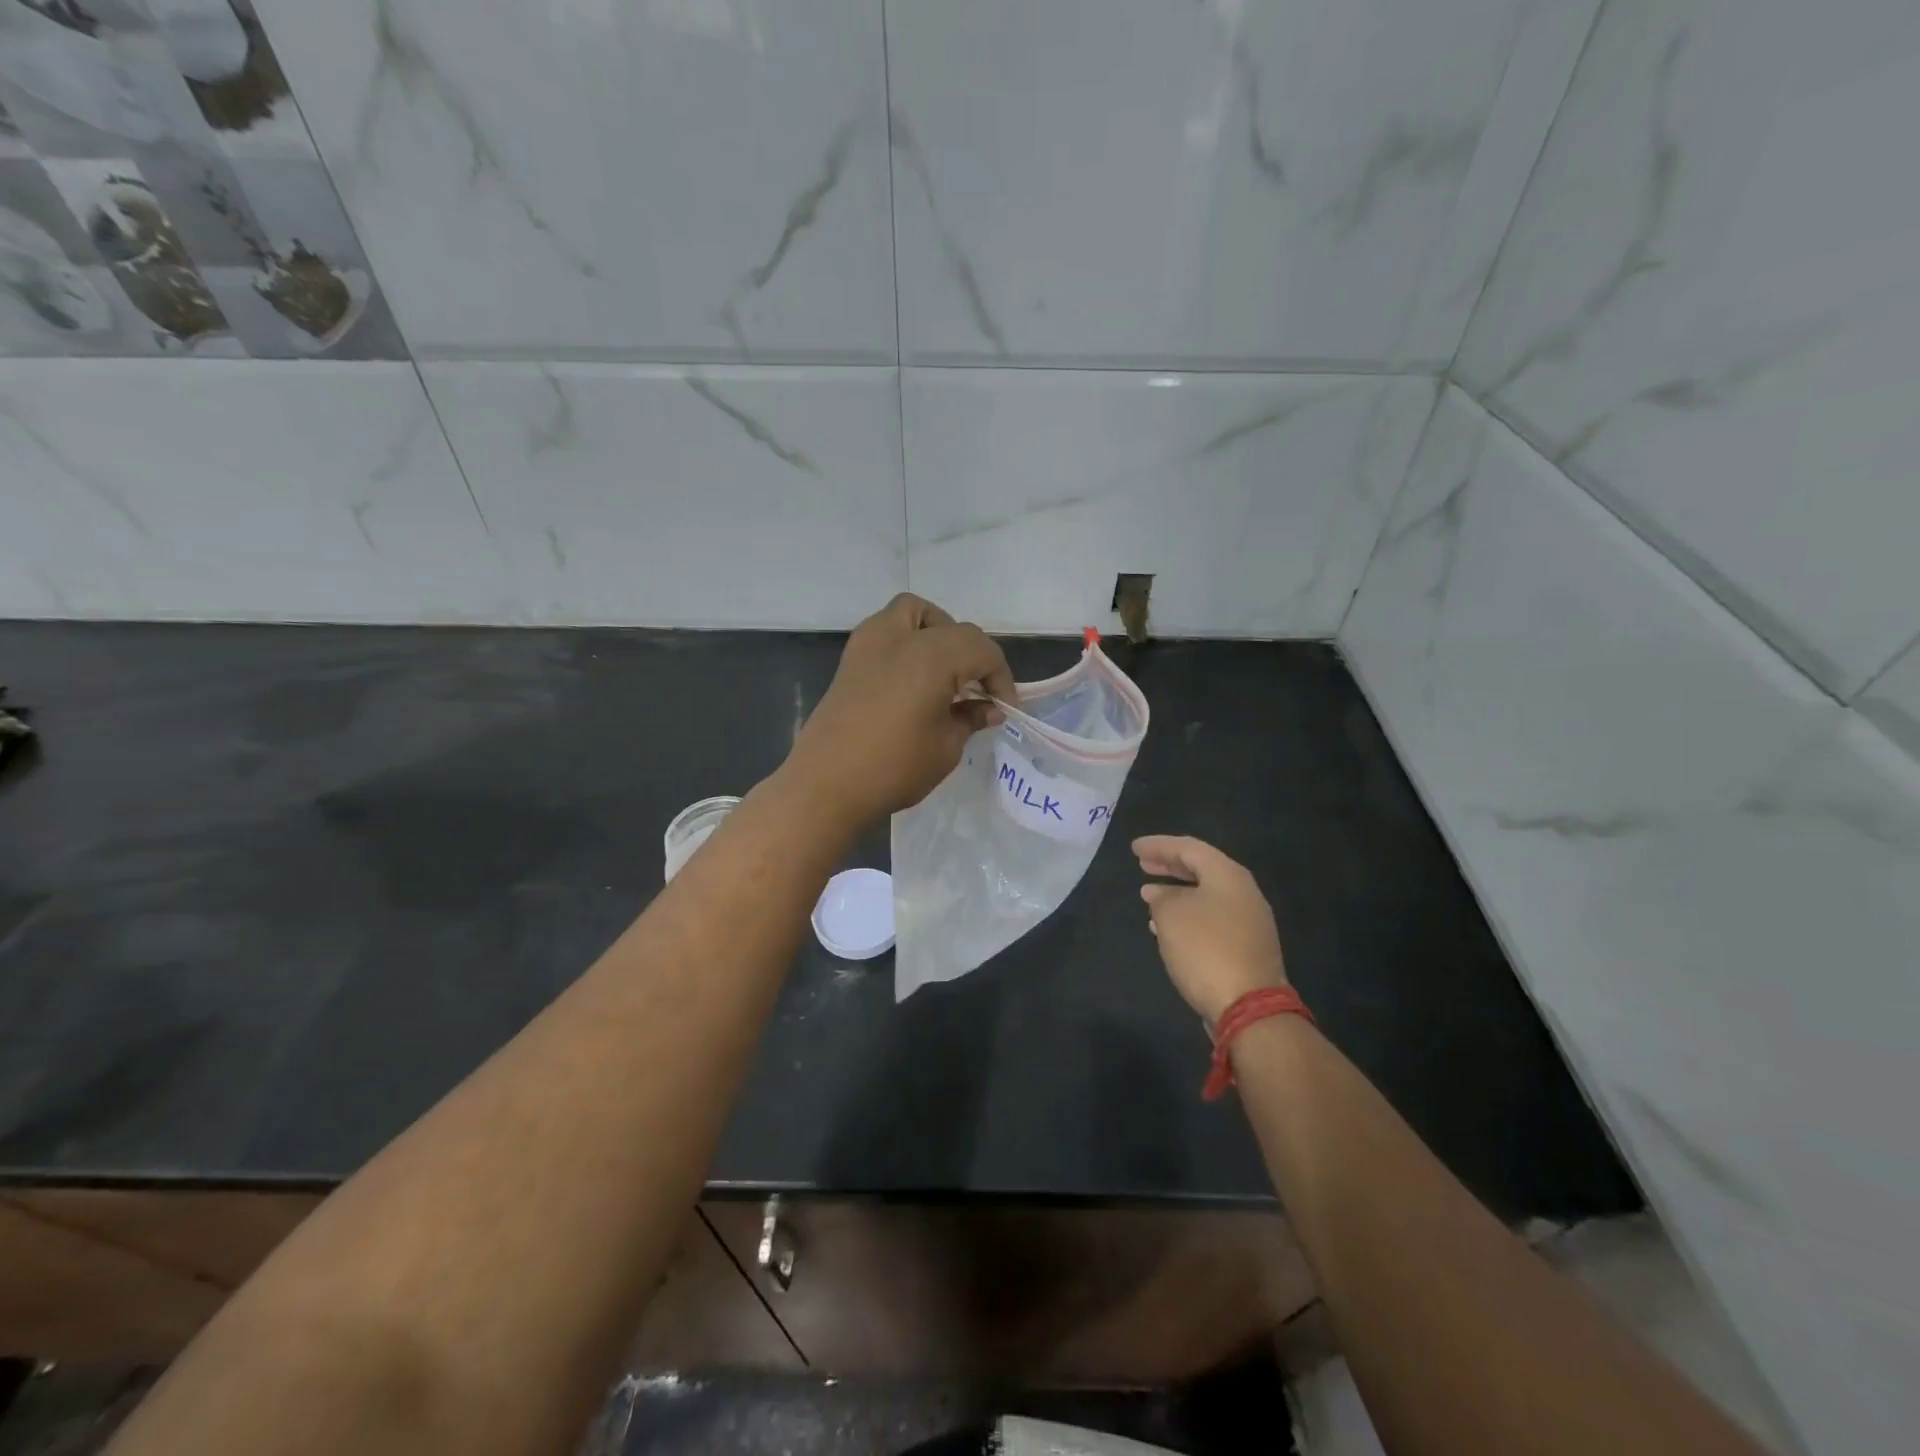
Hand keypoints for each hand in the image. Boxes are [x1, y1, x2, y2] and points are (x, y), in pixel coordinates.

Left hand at [786, 593, 1017, 827]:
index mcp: (932, 654)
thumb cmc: (894, 767)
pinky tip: (914, 679)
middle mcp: (900, 636)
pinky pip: (887, 631)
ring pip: (913, 614)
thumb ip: (970, 718)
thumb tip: (987, 709)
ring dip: (937, 633)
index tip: (1005, 709)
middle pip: (952, 628)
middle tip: (978, 691)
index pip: (981, 650)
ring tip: (946, 672)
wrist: (825, 785)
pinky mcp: (850, 660)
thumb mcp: (946, 746)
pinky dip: (908, 642)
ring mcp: (869, 644)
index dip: (1001, 678)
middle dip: (973, 655)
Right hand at [1134, 836, 1287, 1024]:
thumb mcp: (1171, 916)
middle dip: (1170, 866)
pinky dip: (1187, 916)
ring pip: (1206, 896)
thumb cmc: (1206, 949)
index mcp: (1228, 875)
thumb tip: (1159, 894)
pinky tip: (1166, 927)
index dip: (1159, 846)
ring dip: (1177, 893)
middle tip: (1143, 864)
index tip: (1134, 848)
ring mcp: (1249, 922)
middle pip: (1202, 869)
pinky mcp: (1247, 947)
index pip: (1189, 848)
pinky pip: (1212, 919)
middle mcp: (1243, 893)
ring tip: (1149, 895)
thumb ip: (1161, 898)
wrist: (1249, 1007)